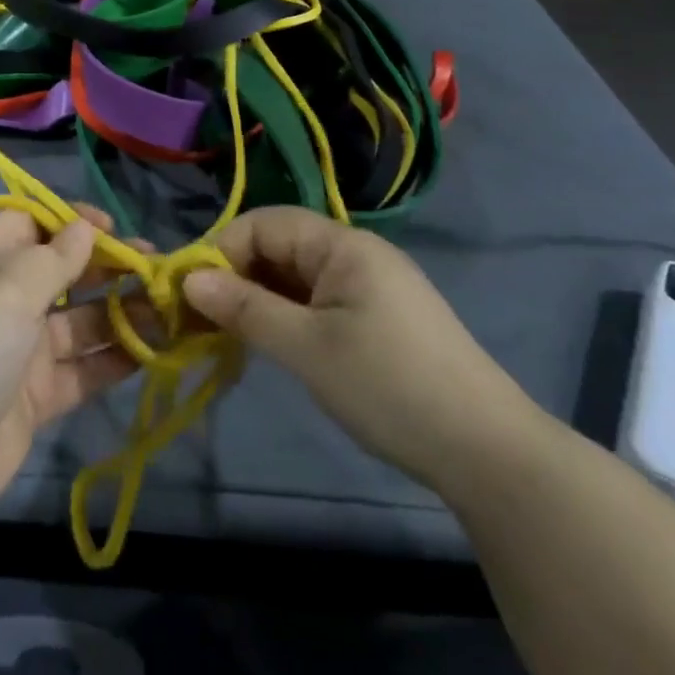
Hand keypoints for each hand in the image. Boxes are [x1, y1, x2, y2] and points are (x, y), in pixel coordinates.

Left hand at [0, 206, 140, 520]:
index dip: (68, 220)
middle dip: (107, 265)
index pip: (29, 224)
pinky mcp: (37, 399)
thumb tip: (85, 227)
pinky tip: (153, 351)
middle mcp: (5, 303)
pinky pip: (83, 370)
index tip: (110, 227)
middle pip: (63, 272)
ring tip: (166, 308)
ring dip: (121, 313)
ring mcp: (22, 353)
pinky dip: (115, 360)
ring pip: (81, 322)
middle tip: (155, 267)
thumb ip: (52, 260)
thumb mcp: (5, 292)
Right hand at [182, 207, 539, 489]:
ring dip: (260, 299)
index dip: (222, 250)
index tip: (188, 292)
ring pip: (296, 276)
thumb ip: (245, 308)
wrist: (486, 451)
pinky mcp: (379, 317)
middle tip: (203, 320)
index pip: (265, 224)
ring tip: (230, 335)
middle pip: (280, 246)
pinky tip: (272, 344)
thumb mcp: (307, 348)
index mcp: (343, 245)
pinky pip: (318, 300)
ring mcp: (371, 285)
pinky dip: (287, 315)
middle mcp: (356, 253)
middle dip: (237, 276)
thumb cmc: (389, 387)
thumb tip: (188, 279)